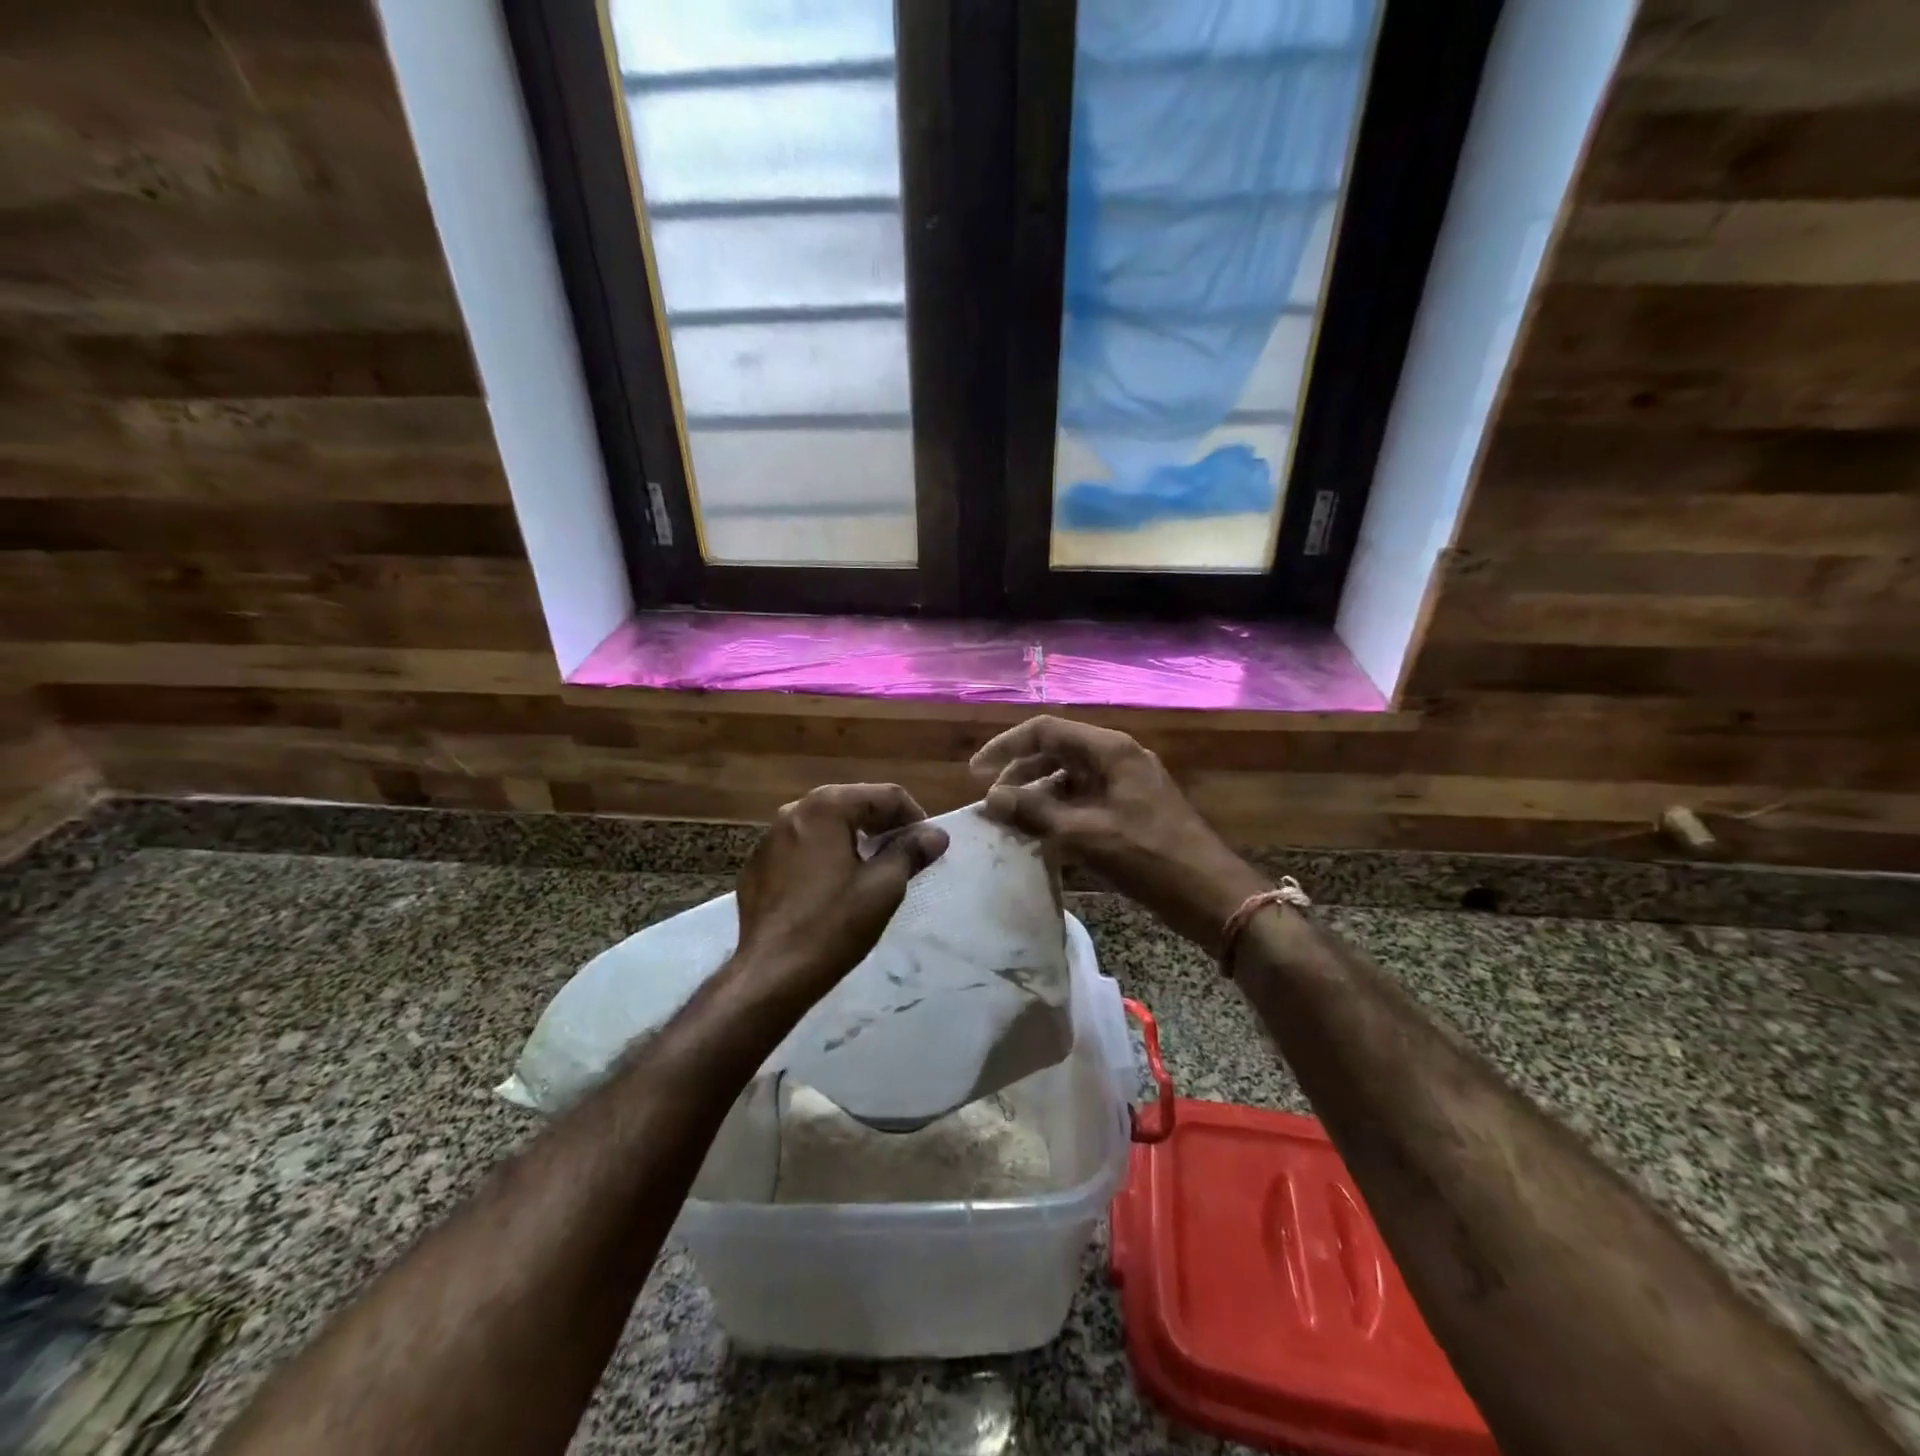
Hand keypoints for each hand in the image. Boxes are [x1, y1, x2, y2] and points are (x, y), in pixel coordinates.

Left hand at [732, 784, 949, 1009]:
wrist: (771, 974)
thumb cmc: (833, 924)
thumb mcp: (883, 887)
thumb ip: (911, 851)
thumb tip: (936, 834)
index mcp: (825, 807)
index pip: (885, 796)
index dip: (914, 818)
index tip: (928, 847)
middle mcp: (794, 811)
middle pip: (853, 805)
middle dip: (883, 826)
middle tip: (906, 857)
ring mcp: (769, 838)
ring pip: (825, 827)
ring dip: (854, 840)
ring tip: (873, 871)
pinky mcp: (758, 866)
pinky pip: (801, 849)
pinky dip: (824, 857)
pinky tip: (833, 888)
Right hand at [971, 716, 1266, 954]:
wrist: (1211, 894)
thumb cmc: (1150, 858)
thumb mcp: (1086, 835)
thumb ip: (1035, 812)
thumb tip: (991, 797)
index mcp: (1110, 750)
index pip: (1046, 731)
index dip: (1006, 747)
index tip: (975, 774)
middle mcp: (1117, 758)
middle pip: (1056, 751)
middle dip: (1019, 772)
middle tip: (992, 802)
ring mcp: (1125, 783)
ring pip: (1069, 777)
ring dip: (1037, 794)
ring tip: (1011, 821)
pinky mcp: (1129, 809)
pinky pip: (1083, 799)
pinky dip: (1058, 811)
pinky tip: (1041, 835)